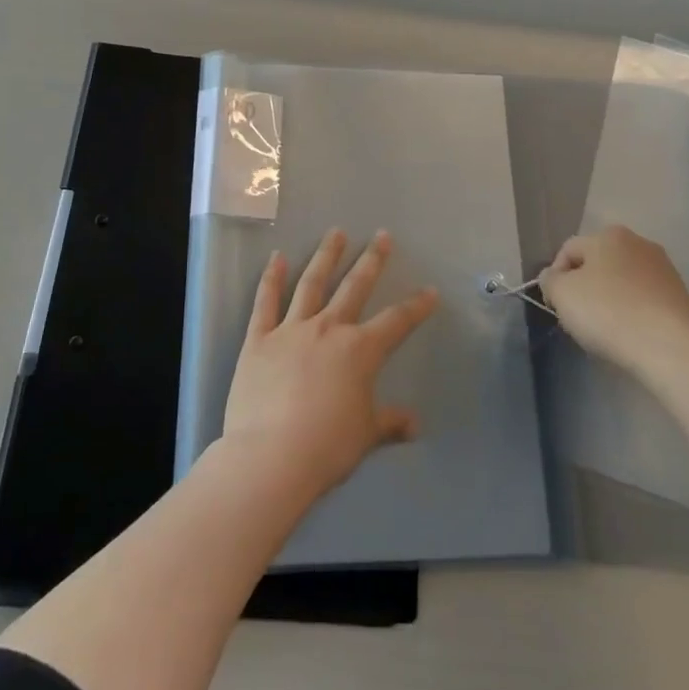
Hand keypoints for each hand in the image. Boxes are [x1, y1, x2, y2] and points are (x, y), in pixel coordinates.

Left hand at [222, 229, 438, 499]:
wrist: (270, 457)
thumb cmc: (326, 447)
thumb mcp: (365, 435)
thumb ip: (389, 423)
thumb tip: (414, 425)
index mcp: (360, 350)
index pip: (397, 321)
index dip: (416, 306)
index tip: (430, 291)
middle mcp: (328, 329)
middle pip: (354, 287)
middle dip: (372, 260)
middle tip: (382, 236)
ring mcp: (291, 330)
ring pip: (311, 283)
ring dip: (325, 256)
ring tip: (335, 232)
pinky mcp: (258, 339)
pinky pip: (265, 302)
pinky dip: (271, 278)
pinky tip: (276, 257)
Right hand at [540, 226, 688, 378]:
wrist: (670, 348)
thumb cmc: (608, 313)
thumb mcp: (561, 294)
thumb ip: (550, 280)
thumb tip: (554, 277)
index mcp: (609, 235)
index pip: (568, 251)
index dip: (555, 278)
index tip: (556, 306)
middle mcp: (639, 242)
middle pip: (598, 264)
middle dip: (585, 287)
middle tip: (578, 317)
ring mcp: (665, 269)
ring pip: (623, 282)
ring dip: (610, 299)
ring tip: (606, 329)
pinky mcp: (682, 296)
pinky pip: (645, 300)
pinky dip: (634, 312)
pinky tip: (631, 334)